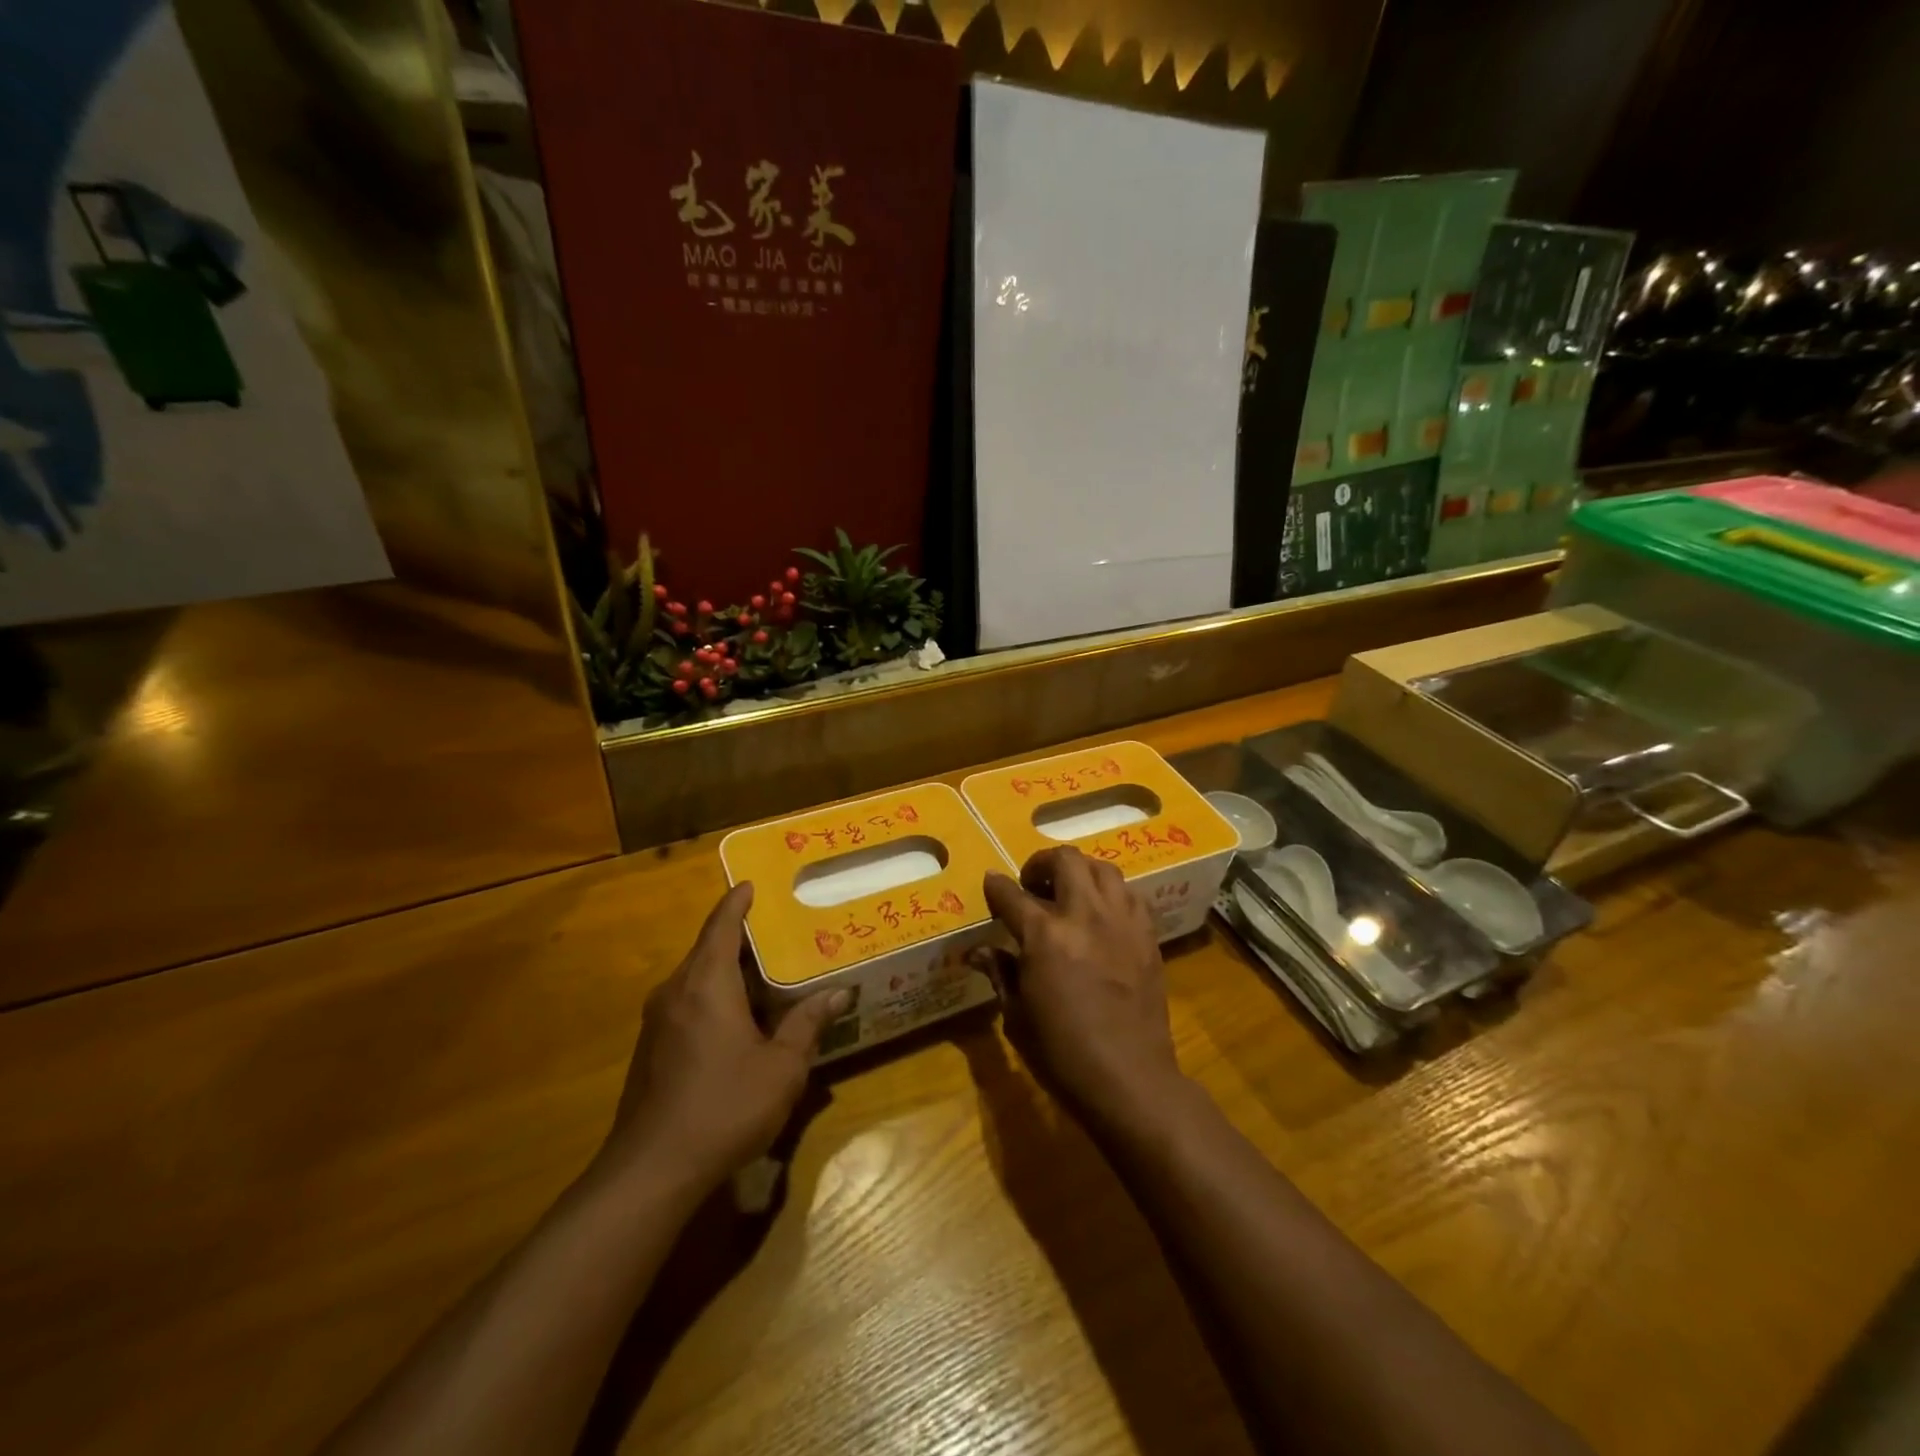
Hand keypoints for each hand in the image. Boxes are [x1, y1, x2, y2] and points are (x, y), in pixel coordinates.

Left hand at [603, 883, 845, 1193]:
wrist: (651, 1171)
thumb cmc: (724, 1106)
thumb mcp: (781, 1067)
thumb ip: (807, 1024)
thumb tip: (837, 993)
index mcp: (706, 983)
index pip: (721, 925)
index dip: (737, 902)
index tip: (751, 883)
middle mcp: (676, 992)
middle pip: (708, 950)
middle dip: (741, 940)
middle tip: (780, 933)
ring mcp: (657, 1022)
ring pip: (697, 981)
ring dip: (729, 973)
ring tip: (767, 976)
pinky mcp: (650, 1051)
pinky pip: (688, 1006)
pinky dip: (714, 999)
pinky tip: (740, 1022)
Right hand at [982, 847, 1185, 1129]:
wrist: (1129, 1079)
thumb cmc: (1062, 1054)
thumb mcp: (1017, 1016)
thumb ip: (1000, 973)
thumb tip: (978, 951)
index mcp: (1044, 936)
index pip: (1011, 895)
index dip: (996, 887)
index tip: (991, 884)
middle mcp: (1084, 915)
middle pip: (1065, 860)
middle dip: (1041, 863)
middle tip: (1032, 884)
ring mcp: (1121, 922)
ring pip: (1102, 869)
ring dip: (1080, 872)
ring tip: (1070, 892)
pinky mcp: (1147, 936)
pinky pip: (1130, 895)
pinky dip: (1111, 894)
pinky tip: (1102, 915)